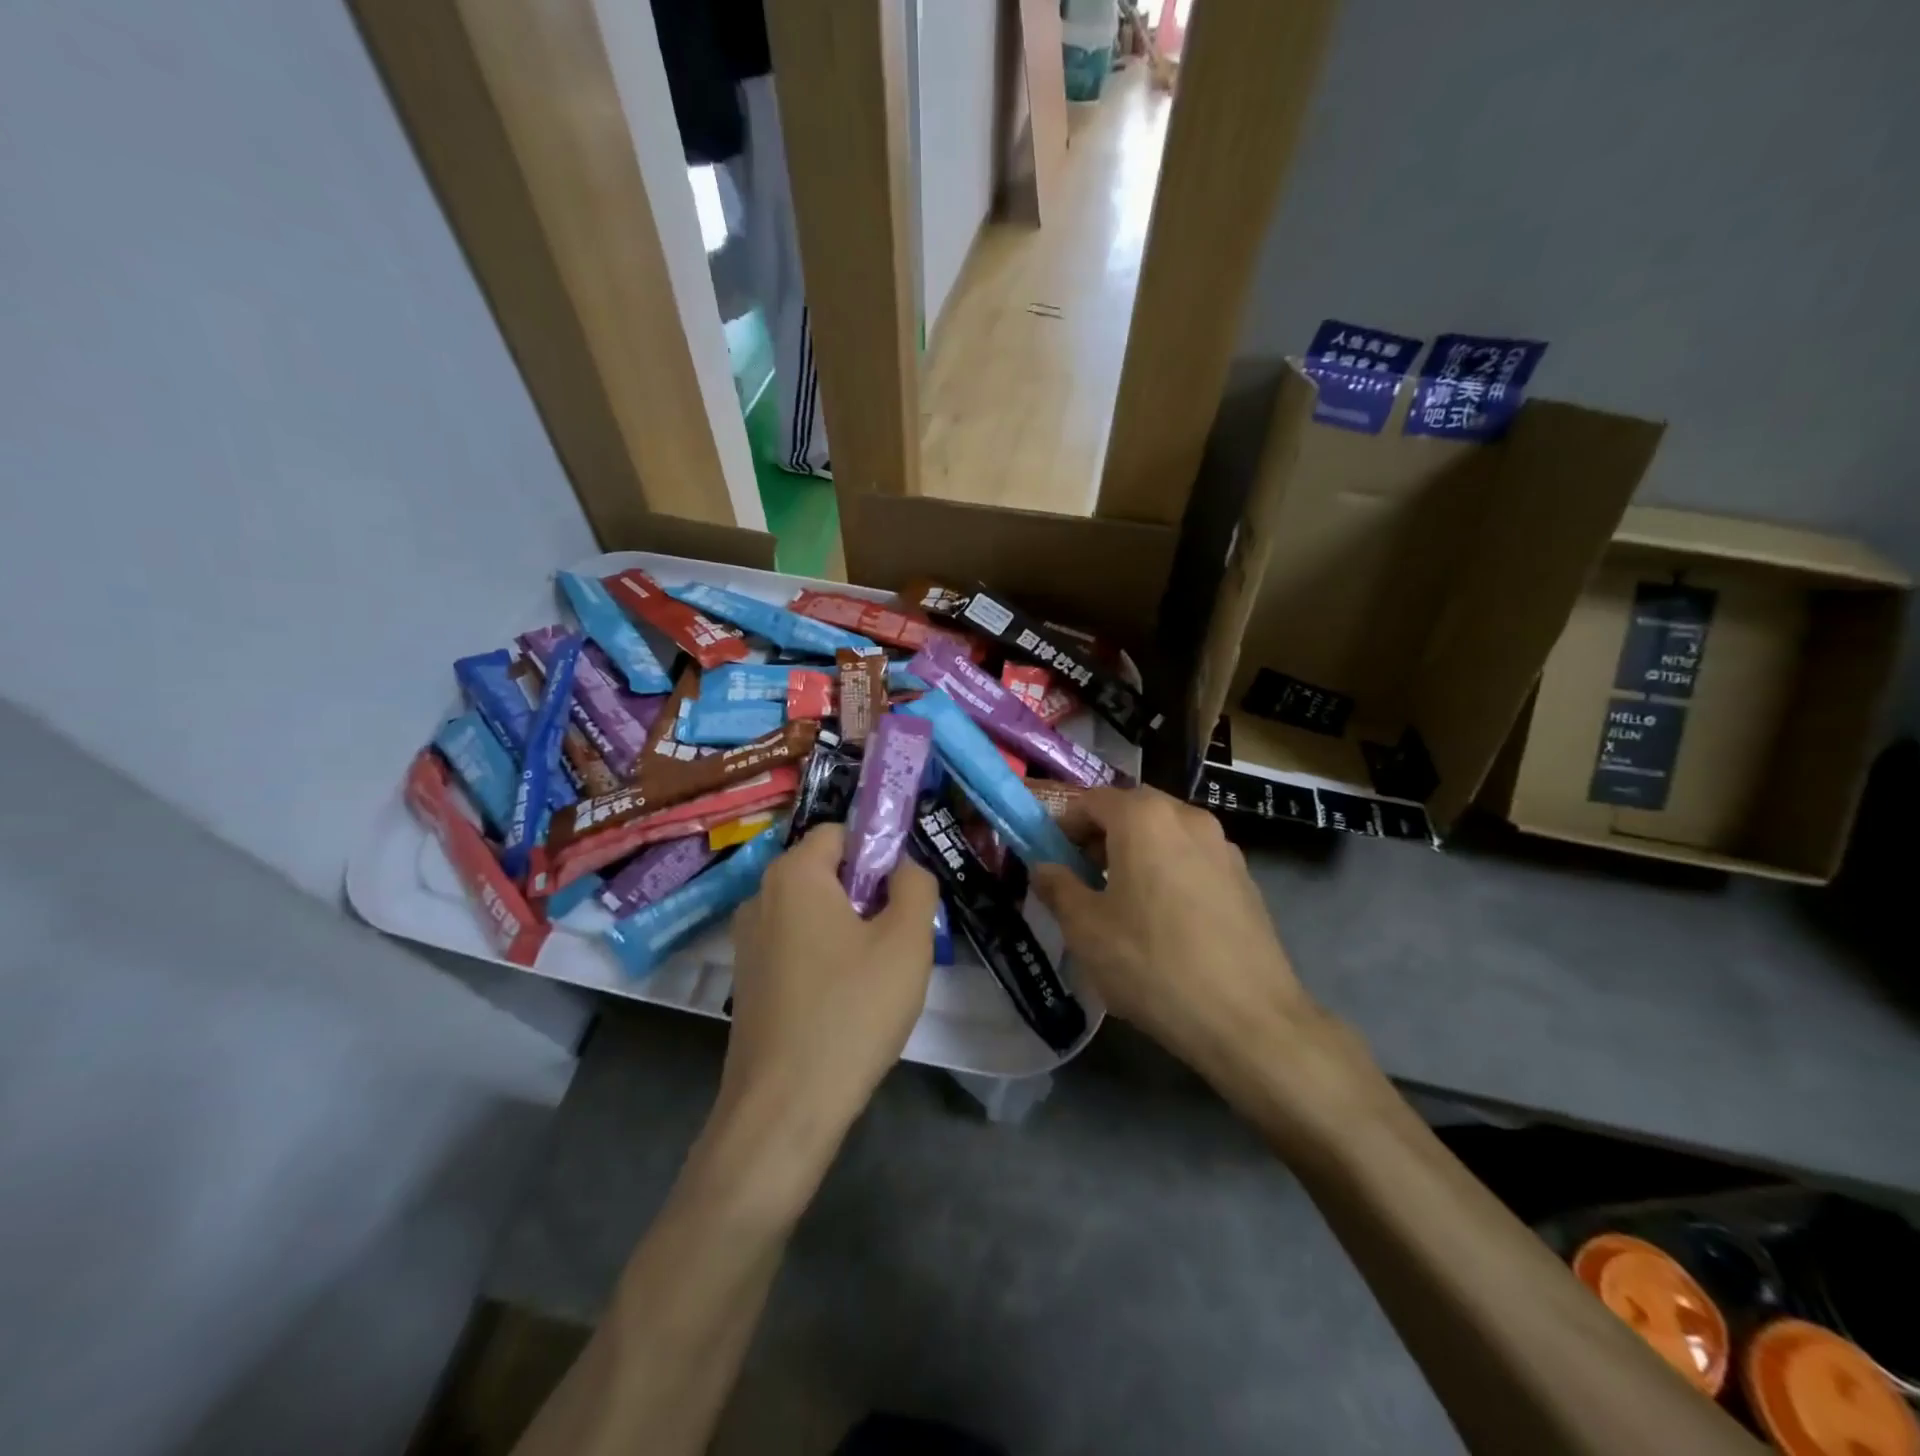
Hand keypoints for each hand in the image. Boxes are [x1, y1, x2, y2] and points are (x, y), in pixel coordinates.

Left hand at [723, 825, 938, 1144]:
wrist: (784, 1108)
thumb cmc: (851, 1011)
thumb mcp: (907, 941)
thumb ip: (915, 886)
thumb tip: (903, 868)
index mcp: (794, 874)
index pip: (841, 832)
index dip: (878, 853)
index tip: (903, 895)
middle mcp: (760, 896)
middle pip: (825, 871)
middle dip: (866, 893)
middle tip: (896, 938)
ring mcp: (747, 941)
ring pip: (812, 911)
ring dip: (847, 928)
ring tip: (875, 975)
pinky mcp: (747, 980)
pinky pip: (795, 945)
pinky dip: (823, 957)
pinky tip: (844, 1001)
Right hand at [1031, 787, 1365, 1110]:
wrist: (1248, 1019)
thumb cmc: (1153, 964)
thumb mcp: (1086, 929)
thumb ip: (1058, 887)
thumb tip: (1044, 868)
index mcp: (1144, 818)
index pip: (1092, 801)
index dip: (1064, 825)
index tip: (1052, 859)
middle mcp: (1187, 818)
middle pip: (1132, 811)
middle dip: (1102, 837)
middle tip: (1083, 878)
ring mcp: (1224, 847)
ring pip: (1166, 835)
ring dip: (1137, 853)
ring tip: (1123, 901)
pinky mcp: (1245, 879)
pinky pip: (1193, 860)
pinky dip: (1170, 872)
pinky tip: (1165, 920)